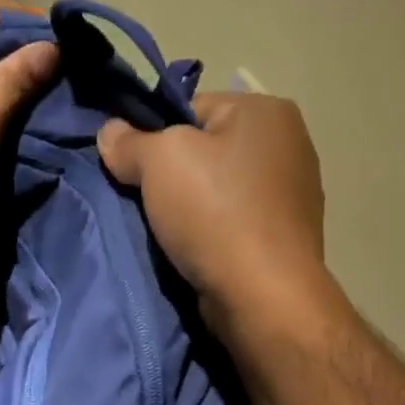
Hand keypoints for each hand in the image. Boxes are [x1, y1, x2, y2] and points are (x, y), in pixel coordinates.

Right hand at [97, 91, 326, 328]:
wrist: (262, 296)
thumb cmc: (214, 213)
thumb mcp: (158, 162)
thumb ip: (128, 141)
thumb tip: (110, 132)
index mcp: (267, 109)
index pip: (192, 108)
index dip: (155, 136)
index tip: (134, 169)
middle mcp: (290, 143)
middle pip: (207, 150)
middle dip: (173, 175)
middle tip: (145, 203)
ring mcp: (294, 193)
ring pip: (220, 189)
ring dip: (192, 208)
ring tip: (168, 233)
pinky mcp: (287, 236)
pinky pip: (236, 222)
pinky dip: (214, 233)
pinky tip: (197, 252)